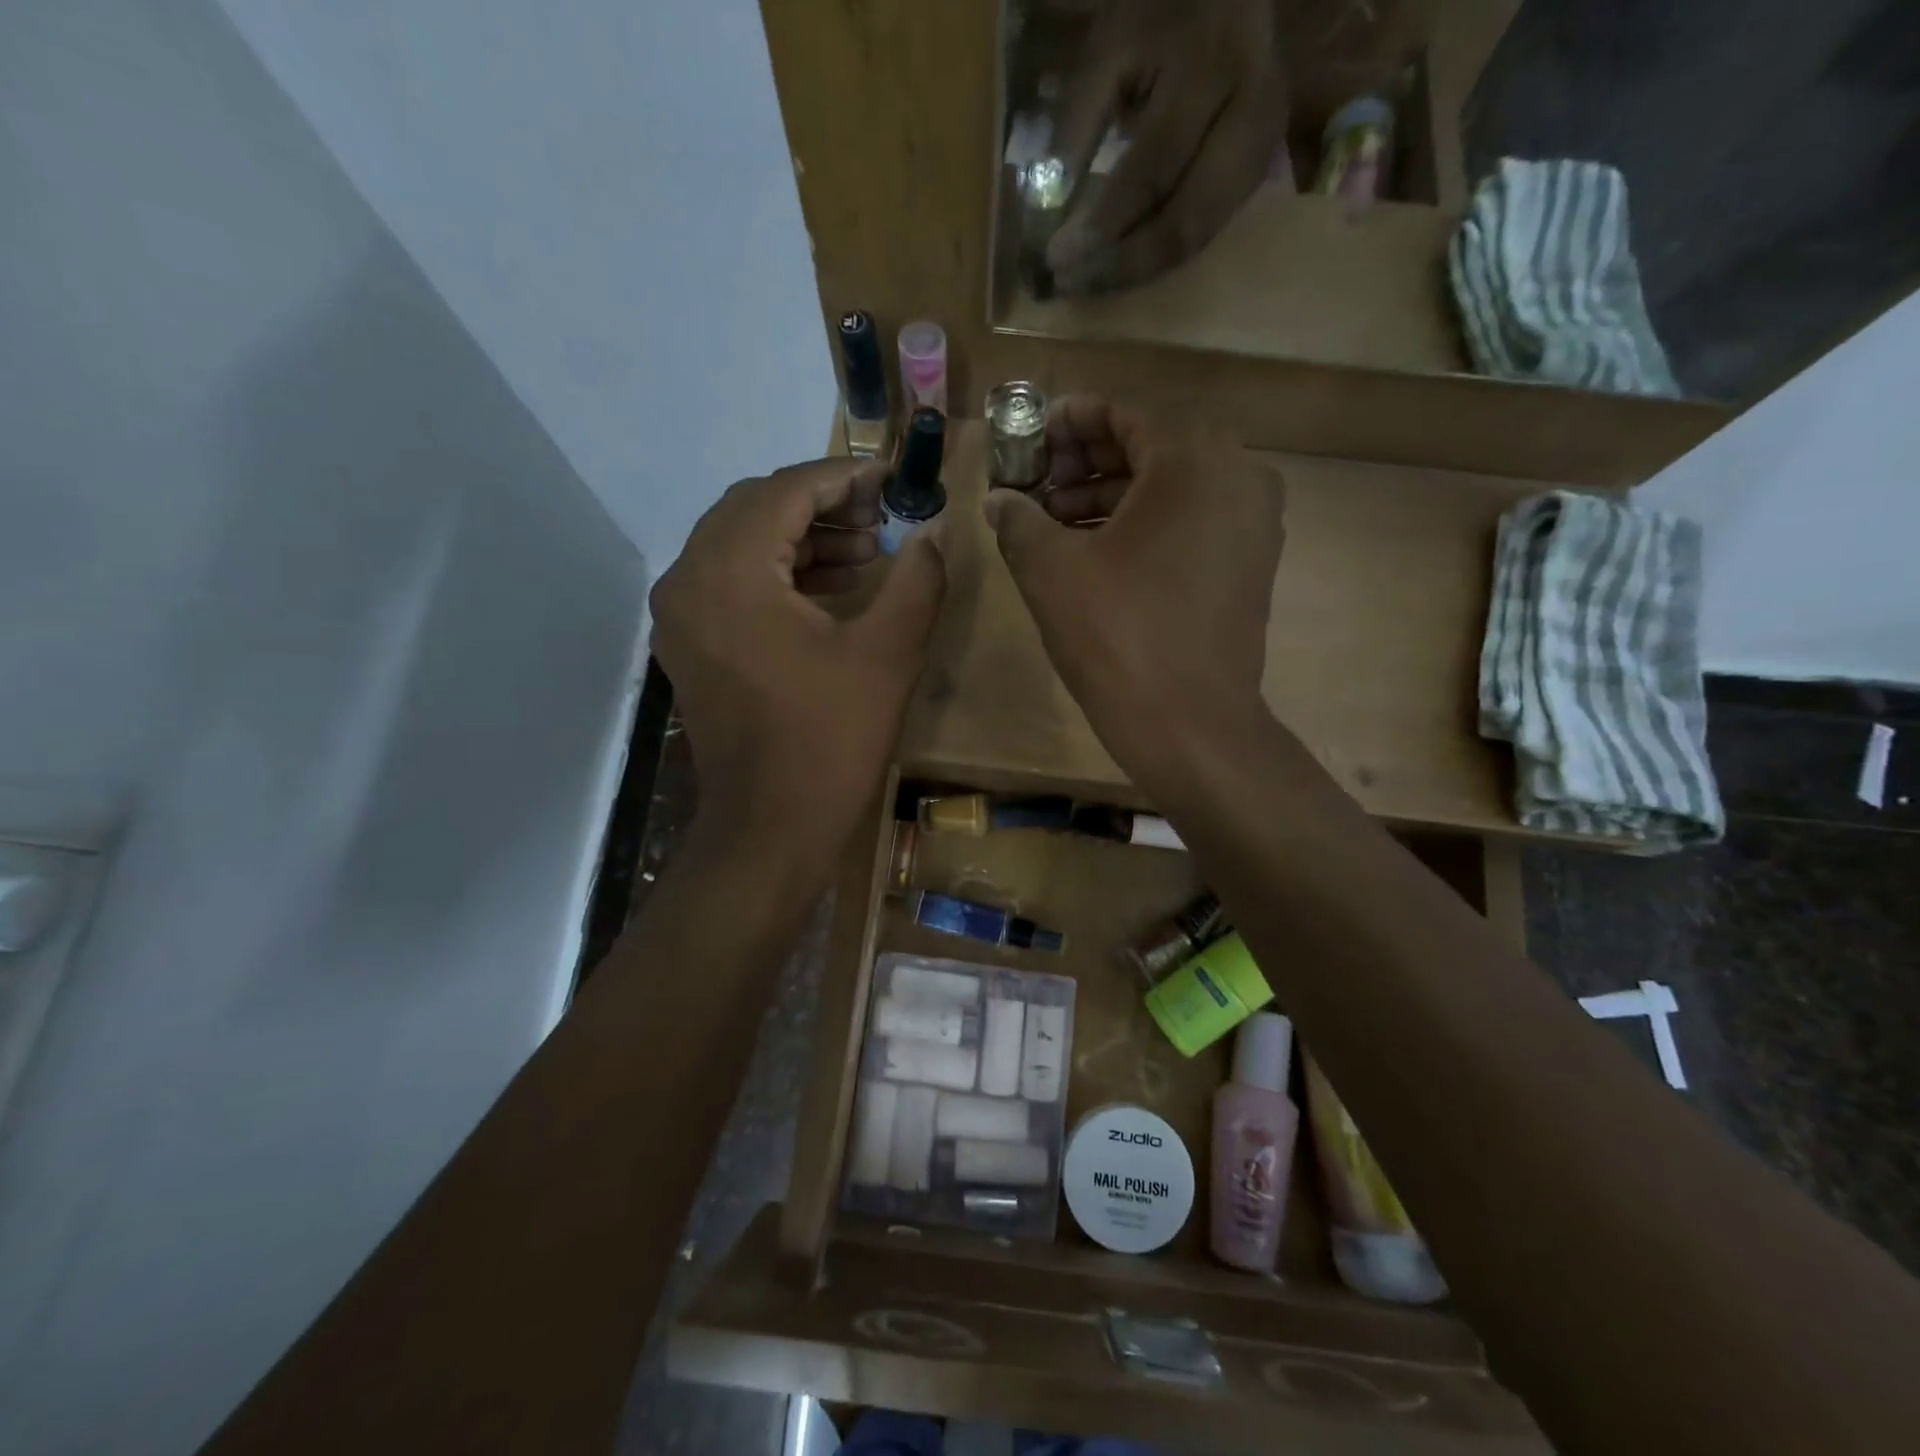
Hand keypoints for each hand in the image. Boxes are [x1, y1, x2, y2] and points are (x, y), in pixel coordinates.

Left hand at [651, 460, 945, 857]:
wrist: (770, 830)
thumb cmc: (829, 741)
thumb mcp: (887, 654)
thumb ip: (917, 579)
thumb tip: (934, 533)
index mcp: (729, 572)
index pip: (784, 491)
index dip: (843, 476)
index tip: (891, 478)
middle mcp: (688, 581)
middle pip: (753, 508)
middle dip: (821, 504)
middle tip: (881, 517)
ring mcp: (681, 617)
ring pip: (739, 544)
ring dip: (800, 538)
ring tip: (866, 553)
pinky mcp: (690, 647)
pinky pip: (731, 582)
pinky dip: (778, 573)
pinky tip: (830, 589)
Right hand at [983, 396, 1285, 791]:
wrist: (1190, 725)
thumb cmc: (1118, 635)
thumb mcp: (1050, 571)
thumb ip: (1018, 520)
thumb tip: (998, 500)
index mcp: (1193, 459)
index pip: (1121, 414)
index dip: (1065, 423)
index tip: (1027, 441)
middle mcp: (1238, 474)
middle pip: (1148, 448)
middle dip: (1084, 463)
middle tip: (1034, 487)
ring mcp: (1252, 522)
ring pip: (1170, 488)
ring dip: (1109, 497)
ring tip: (1053, 525)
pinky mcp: (1251, 563)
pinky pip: (1191, 522)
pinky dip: (1144, 526)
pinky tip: (1096, 553)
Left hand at [1045, 0, 1286, 294]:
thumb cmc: (1158, 16)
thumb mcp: (1110, 51)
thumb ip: (1079, 127)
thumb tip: (1048, 211)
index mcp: (1211, 69)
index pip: (1151, 171)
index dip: (1102, 224)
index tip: (1054, 258)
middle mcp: (1251, 110)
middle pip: (1185, 219)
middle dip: (1123, 264)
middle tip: (1072, 284)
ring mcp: (1264, 145)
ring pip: (1200, 236)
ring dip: (1140, 272)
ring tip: (1090, 284)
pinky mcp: (1262, 169)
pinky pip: (1207, 234)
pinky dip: (1160, 259)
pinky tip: (1122, 270)